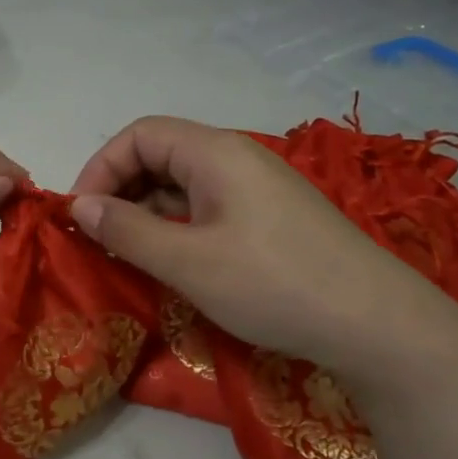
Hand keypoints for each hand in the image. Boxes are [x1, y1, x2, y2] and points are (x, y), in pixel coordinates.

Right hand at [69, 116, 457, 398]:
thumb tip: (81, 206)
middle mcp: (236, 158)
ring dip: (148, 211)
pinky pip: (208, 206)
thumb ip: (128, 231)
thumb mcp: (189, 262)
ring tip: (128, 254)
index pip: (139, 135)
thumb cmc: (273, 284)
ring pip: (184, 183)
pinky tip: (172, 260)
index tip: (81, 214)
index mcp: (215, 152)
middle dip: (121, 189)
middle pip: (161, 154)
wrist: (376, 324)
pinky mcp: (271, 217)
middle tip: (99, 238)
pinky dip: (178, 226)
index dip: (101, 168)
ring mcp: (257, 188)